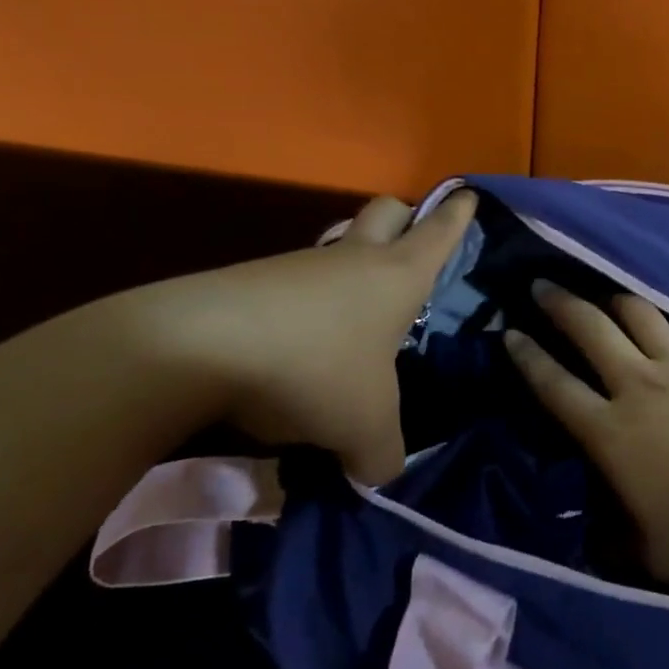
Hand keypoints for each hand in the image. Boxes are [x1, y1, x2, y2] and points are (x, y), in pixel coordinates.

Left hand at [138, 192, 474, 483]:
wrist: (200, 346)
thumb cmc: (317, 367)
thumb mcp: (365, 426)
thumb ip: (383, 454)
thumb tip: (381, 472)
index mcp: (398, 275)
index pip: (440, 230)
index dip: (458, 214)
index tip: (468, 196)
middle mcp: (354, 258)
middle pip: (386, 211)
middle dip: (404, 218)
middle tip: (410, 244)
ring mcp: (301, 265)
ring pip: (336, 247)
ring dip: (349, 266)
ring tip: (353, 318)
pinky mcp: (254, 281)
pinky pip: (294, 282)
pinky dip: (306, 304)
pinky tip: (299, 346)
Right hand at [503, 283, 668, 582]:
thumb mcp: (657, 556)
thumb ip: (620, 543)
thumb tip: (600, 538)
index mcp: (613, 432)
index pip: (556, 387)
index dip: (528, 358)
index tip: (510, 332)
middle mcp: (639, 385)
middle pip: (590, 330)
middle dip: (559, 305)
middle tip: (539, 286)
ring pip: (638, 316)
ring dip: (614, 301)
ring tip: (603, 295)